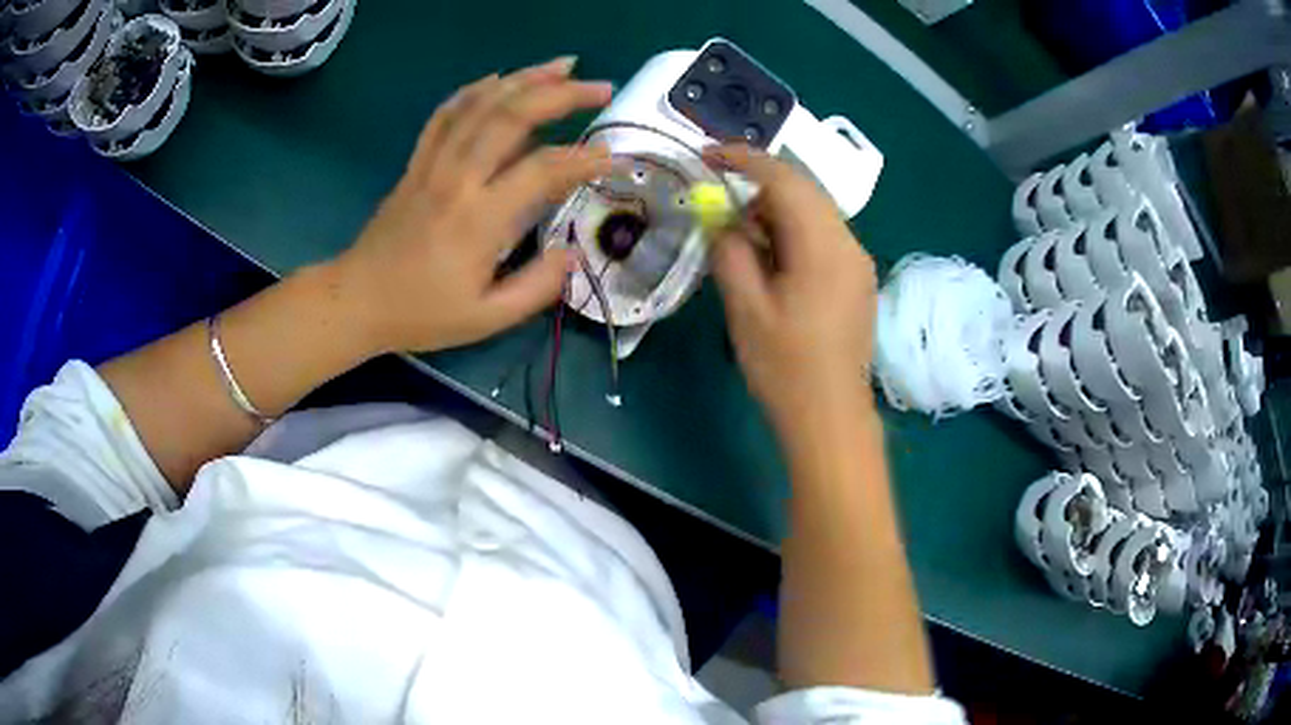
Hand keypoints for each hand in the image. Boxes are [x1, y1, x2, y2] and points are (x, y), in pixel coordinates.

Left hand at [334, 58, 612, 353]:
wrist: (357, 300)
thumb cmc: (421, 313)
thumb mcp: (485, 319)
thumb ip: (536, 287)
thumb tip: (574, 255)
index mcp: (479, 219)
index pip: (542, 169)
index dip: (584, 158)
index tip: (614, 156)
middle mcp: (457, 178)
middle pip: (512, 116)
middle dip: (562, 94)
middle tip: (600, 87)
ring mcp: (433, 163)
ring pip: (481, 104)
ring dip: (525, 78)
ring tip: (563, 65)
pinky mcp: (417, 162)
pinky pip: (446, 114)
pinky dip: (475, 90)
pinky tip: (499, 79)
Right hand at [708, 145, 877, 436]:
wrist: (831, 418)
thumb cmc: (785, 367)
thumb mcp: (745, 308)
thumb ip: (731, 251)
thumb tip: (726, 221)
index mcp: (824, 247)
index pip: (786, 180)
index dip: (745, 160)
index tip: (709, 155)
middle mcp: (850, 244)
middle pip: (805, 191)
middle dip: (760, 189)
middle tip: (723, 210)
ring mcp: (859, 263)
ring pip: (815, 214)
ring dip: (777, 214)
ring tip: (746, 245)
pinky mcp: (859, 280)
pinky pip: (824, 238)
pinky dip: (794, 235)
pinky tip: (775, 264)